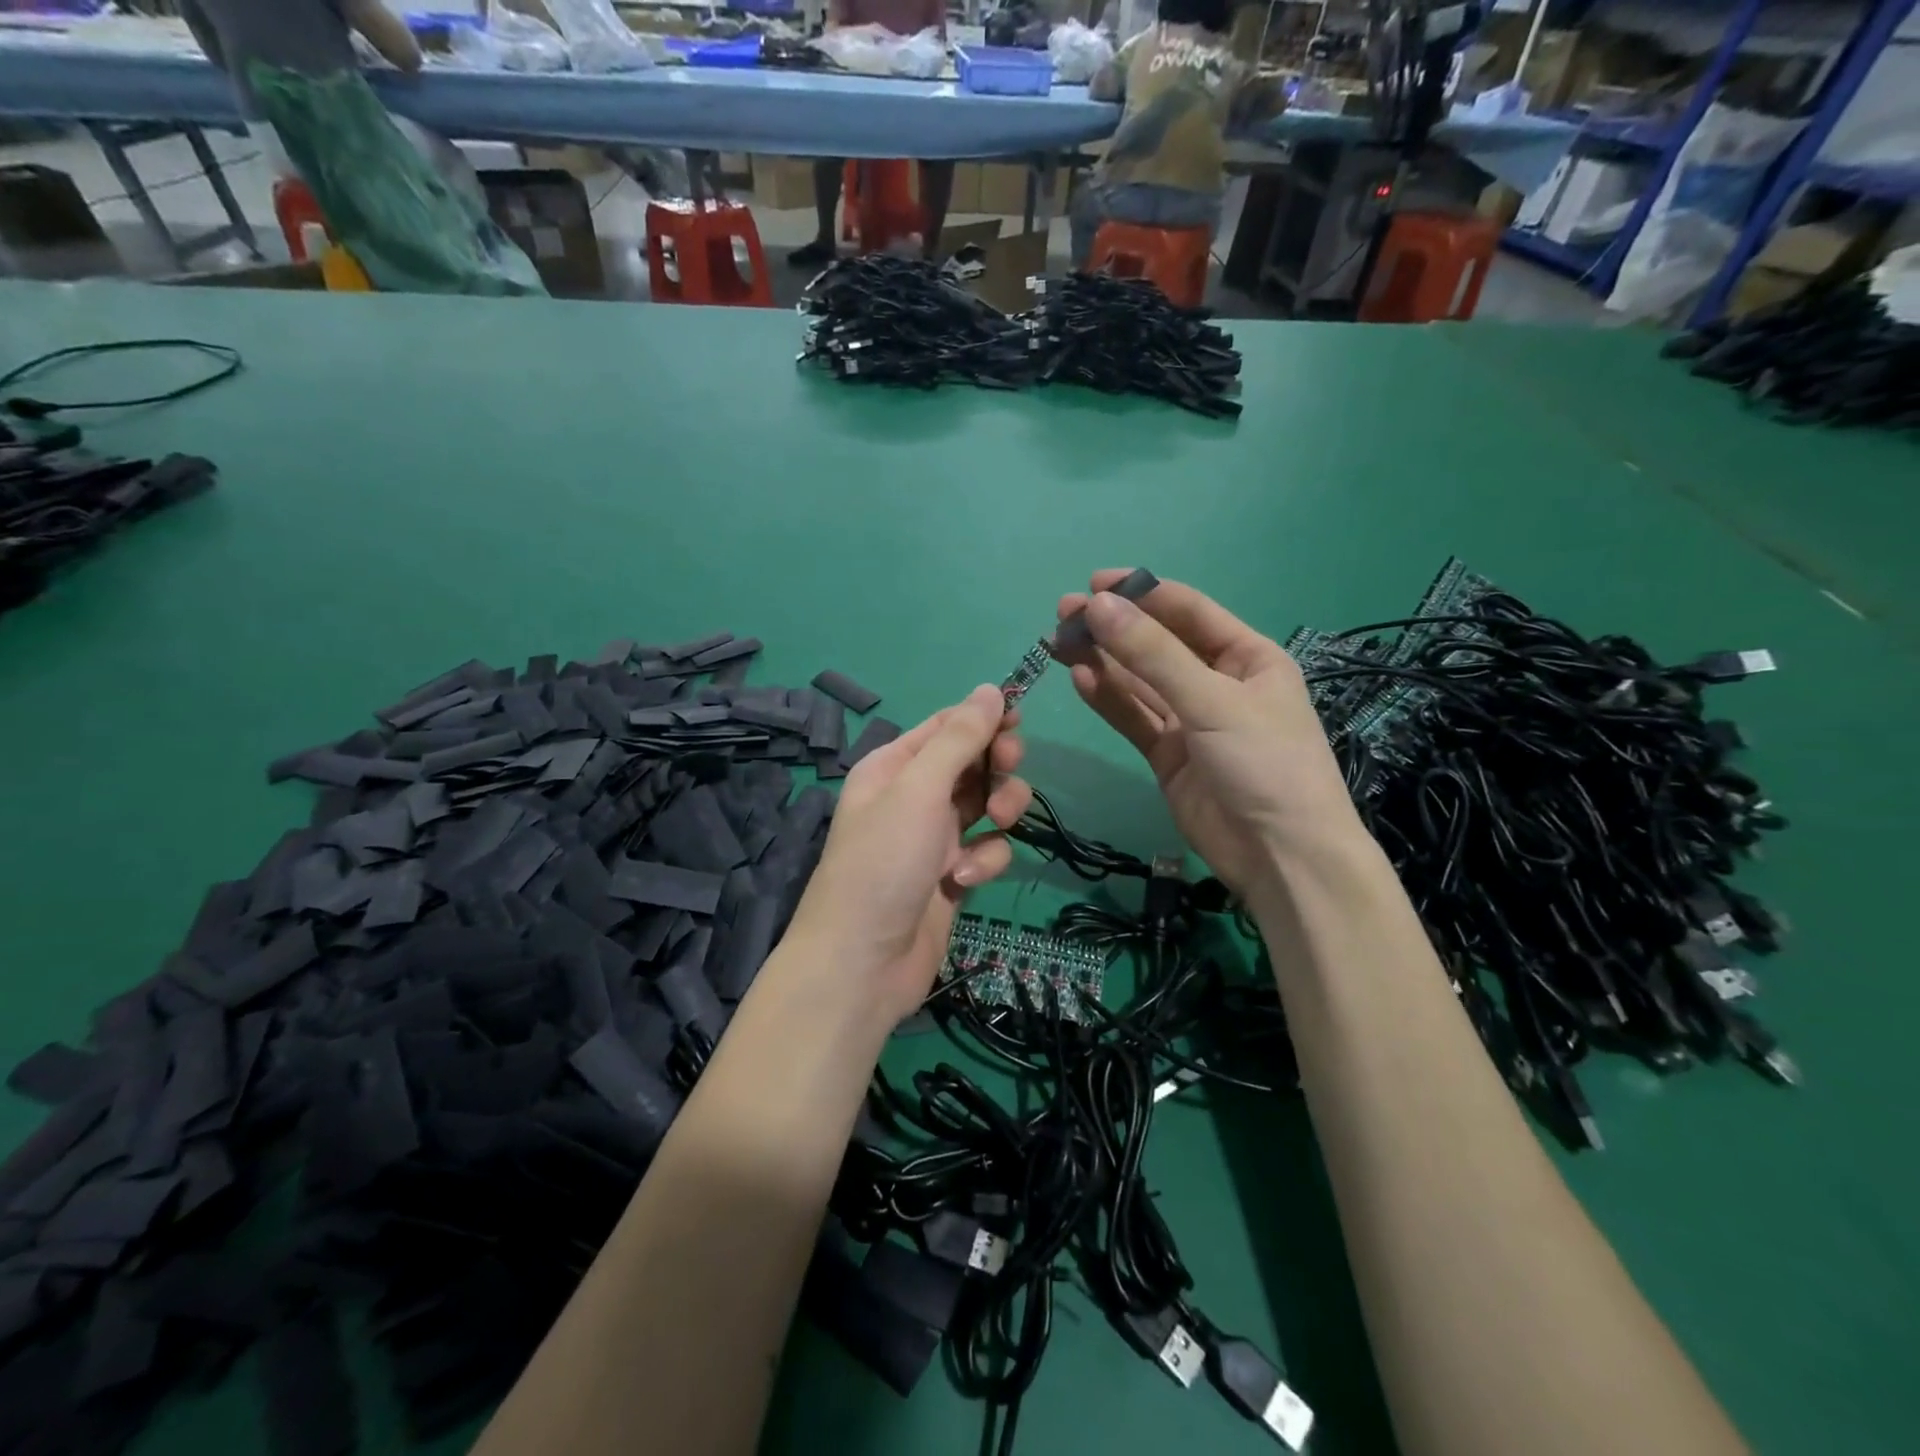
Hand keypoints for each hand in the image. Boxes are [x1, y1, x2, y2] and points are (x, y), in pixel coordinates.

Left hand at [786, 686, 1030, 1024]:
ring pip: (987, 806)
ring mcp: (934, 839)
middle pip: (973, 762)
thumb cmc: (882, 863)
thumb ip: (959, 738)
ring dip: (999, 811)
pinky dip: (983, 861)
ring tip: (993, 825)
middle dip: (997, 765)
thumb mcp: (918, 790)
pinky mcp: (952, 877)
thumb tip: (992, 689)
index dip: (984, 719)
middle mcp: (913, 797)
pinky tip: (962, 879)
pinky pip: (985, 851)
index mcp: (894, 766)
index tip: (1019, 720)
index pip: (947, 725)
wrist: (861, 964)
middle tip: (1009, 768)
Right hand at [1059, 571, 1356, 895]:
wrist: (1282, 856)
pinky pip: (1133, 718)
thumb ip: (1152, 655)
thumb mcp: (1213, 702)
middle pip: (1157, 645)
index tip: (1094, 584)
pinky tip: (1080, 678)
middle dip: (1114, 628)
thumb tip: (1099, 606)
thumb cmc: (1265, 764)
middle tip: (1064, 613)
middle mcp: (1218, 682)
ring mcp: (1191, 721)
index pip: (1188, 611)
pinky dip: (1108, 699)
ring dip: (1103, 661)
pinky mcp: (1168, 755)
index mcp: (1248, 657)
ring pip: (1139, 682)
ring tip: (1059, 641)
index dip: (1142, 593)